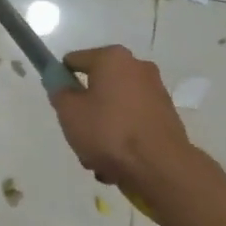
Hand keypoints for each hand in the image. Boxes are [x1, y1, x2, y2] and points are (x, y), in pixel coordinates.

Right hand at [51, 46, 195, 193]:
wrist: (160, 167)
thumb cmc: (108, 132)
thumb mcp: (69, 112)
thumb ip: (59, 92)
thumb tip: (59, 81)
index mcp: (113, 58)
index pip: (75, 61)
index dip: (62, 81)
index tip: (60, 105)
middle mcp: (137, 67)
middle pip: (97, 87)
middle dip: (86, 111)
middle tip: (78, 134)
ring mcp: (155, 92)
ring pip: (115, 109)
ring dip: (103, 130)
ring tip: (97, 157)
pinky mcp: (166, 116)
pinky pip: (133, 123)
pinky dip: (123, 138)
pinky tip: (117, 163)